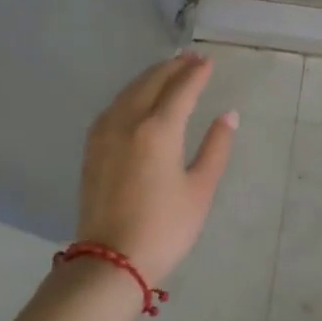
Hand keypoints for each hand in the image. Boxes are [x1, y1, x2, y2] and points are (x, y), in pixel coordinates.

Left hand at [76, 53, 237, 282]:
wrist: (110, 262)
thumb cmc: (165, 228)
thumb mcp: (201, 189)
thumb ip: (216, 147)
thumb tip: (228, 115)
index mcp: (159, 130)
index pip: (181, 89)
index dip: (197, 73)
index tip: (209, 61)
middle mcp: (128, 122)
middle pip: (152, 82)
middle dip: (173, 67)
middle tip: (191, 58)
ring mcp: (105, 134)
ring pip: (129, 91)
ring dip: (151, 76)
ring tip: (168, 69)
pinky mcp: (93, 148)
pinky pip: (114, 106)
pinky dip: (131, 92)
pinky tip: (138, 96)